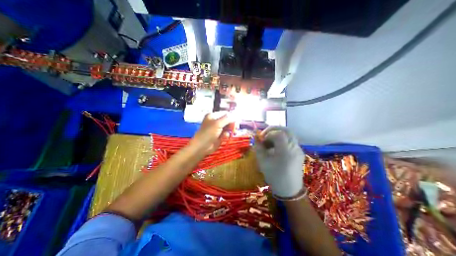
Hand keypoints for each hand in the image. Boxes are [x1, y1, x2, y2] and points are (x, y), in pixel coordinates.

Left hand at [189, 112, 232, 155]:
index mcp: (213, 116)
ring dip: (230, 130)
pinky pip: (226, 134)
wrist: (202, 147)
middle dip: (232, 124)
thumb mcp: (217, 124)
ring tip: (232, 132)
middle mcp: (216, 121)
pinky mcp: (220, 136)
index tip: (237, 120)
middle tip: (236, 128)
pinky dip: (226, 135)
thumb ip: (227, 119)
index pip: (225, 113)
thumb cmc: (208, 133)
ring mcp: (218, 129)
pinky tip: (223, 138)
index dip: (232, 116)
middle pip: (228, 120)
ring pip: (228, 127)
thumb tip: (235, 115)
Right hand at [255, 127, 303, 196]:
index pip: (279, 133)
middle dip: (274, 129)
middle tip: (265, 134)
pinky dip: (283, 139)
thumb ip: (258, 147)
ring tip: (270, 141)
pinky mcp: (299, 152)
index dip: (268, 133)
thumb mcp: (262, 162)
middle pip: (286, 130)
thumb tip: (256, 137)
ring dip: (278, 134)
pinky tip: (276, 146)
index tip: (261, 139)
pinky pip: (291, 140)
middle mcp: (294, 147)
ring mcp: (298, 149)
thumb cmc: (274, 177)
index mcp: (285, 151)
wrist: (290, 190)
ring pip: (289, 134)